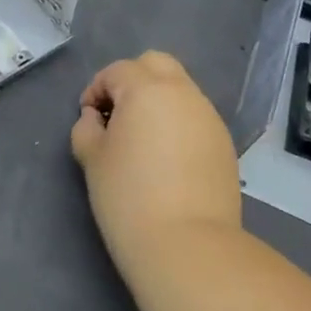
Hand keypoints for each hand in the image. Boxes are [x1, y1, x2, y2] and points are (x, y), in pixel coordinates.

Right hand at [70, 52, 241, 258]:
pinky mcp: (225, 143)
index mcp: (147, 89)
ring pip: (180, 89)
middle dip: (132, 80)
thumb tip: (96, 118)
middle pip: (155, 64)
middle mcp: (182, 93)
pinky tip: (167, 159)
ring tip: (143, 140)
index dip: (96, 90)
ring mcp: (208, 117)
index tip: (89, 120)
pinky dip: (178, 123)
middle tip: (117, 115)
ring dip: (158, 101)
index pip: (117, 71)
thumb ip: (86, 128)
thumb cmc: (128, 197)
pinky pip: (195, 117)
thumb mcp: (92, 159)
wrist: (187, 245)